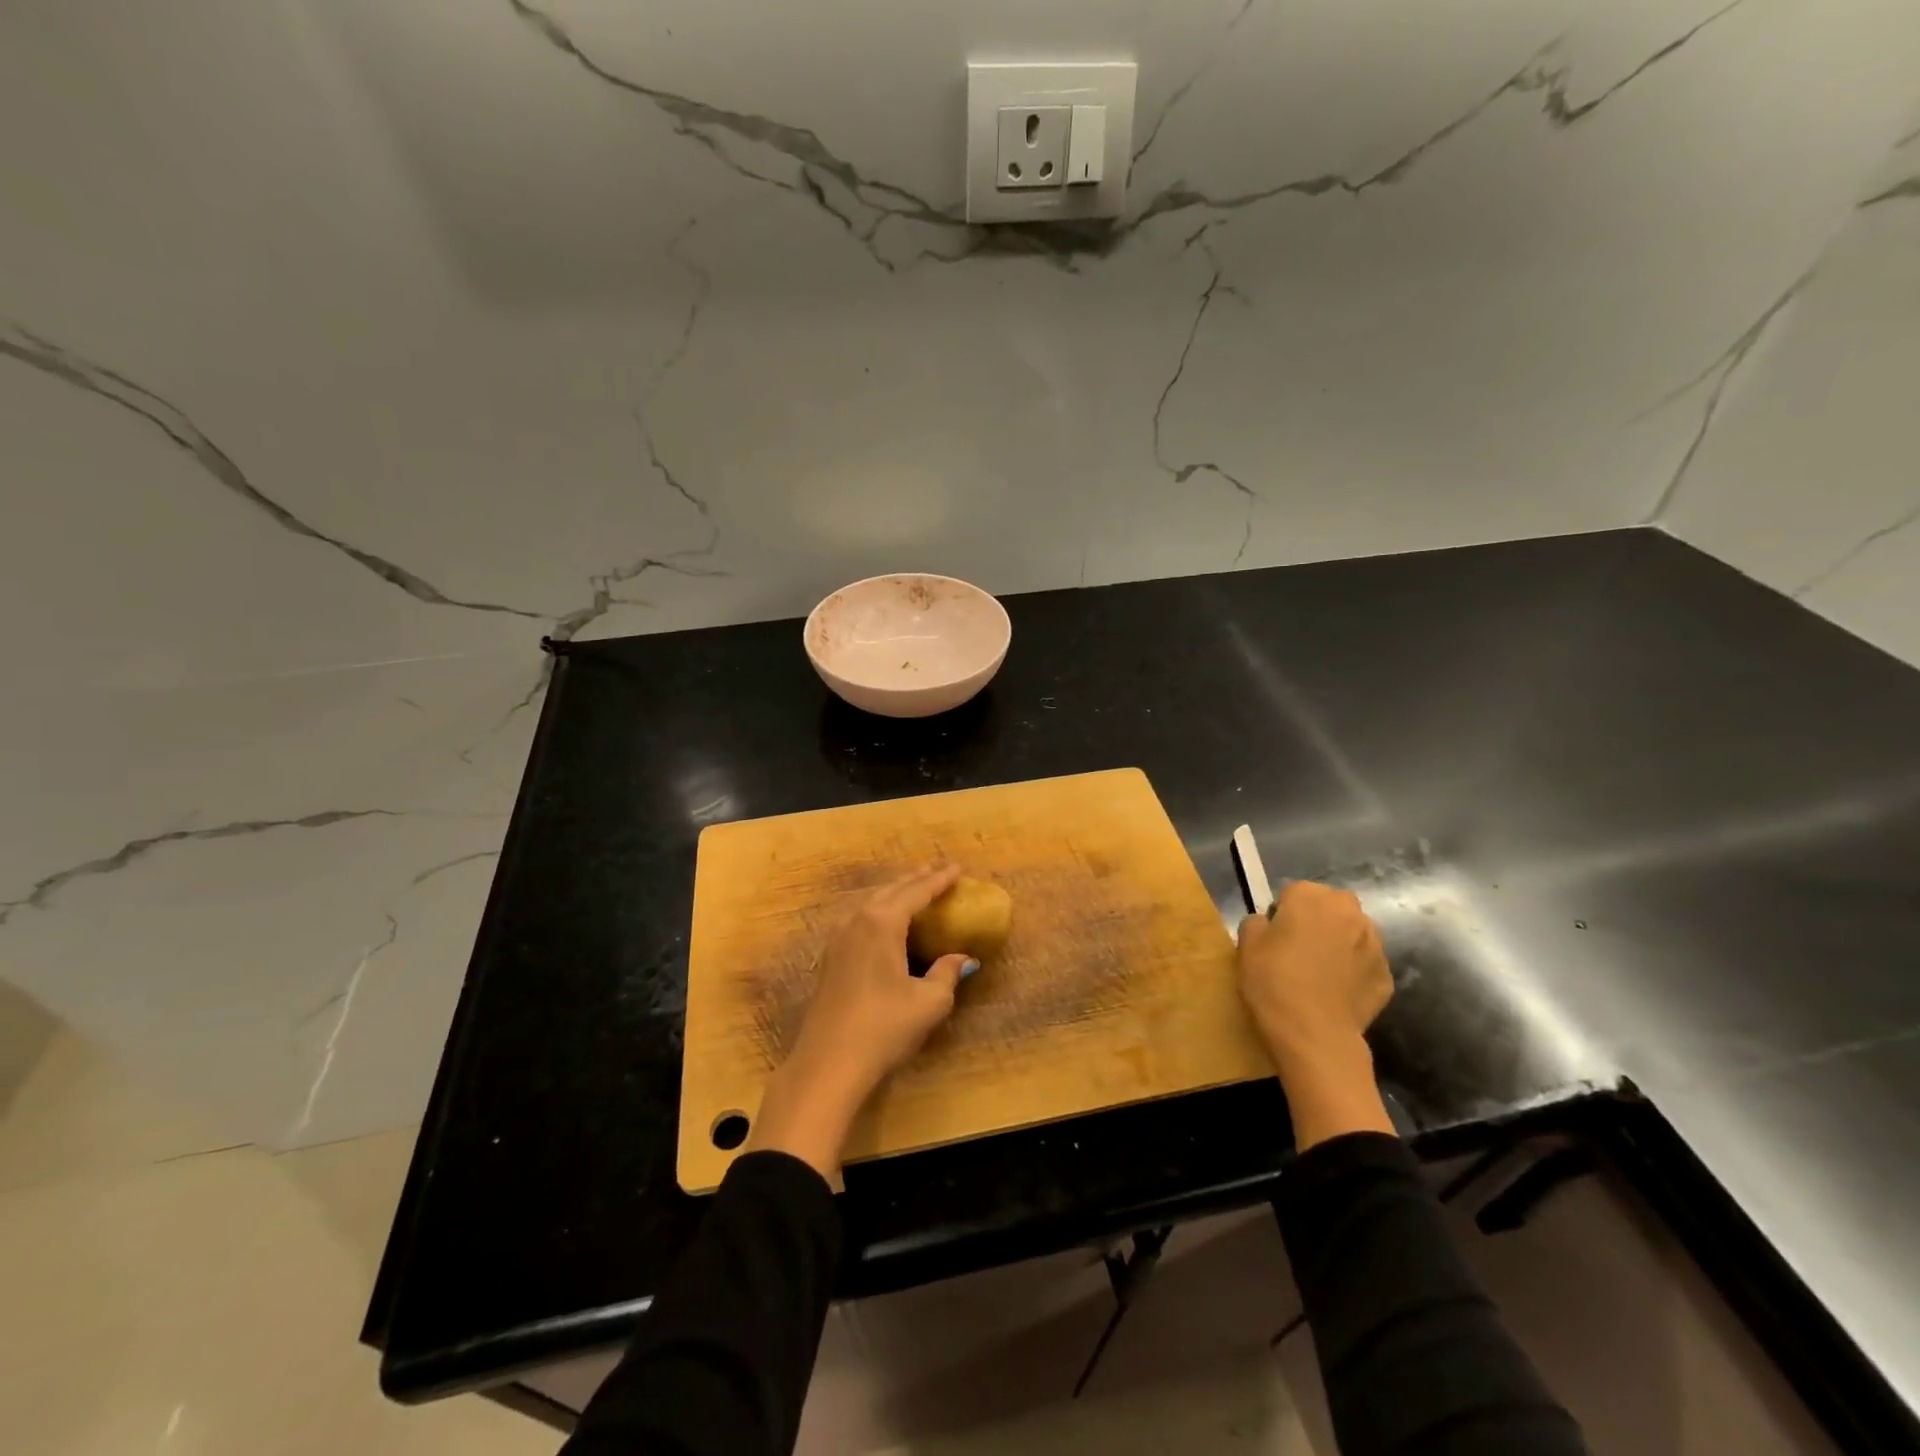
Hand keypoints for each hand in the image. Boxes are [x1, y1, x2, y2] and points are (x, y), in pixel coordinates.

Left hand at [745, 864, 976, 1178]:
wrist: (828, 1064)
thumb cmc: (884, 1028)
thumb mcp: (928, 1003)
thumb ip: (947, 973)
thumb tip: (962, 958)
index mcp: (882, 923)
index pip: (917, 892)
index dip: (940, 880)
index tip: (957, 867)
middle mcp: (857, 920)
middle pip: (891, 890)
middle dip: (916, 879)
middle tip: (937, 870)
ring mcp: (839, 938)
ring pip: (872, 902)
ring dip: (895, 892)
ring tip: (914, 888)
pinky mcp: (830, 957)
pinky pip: (860, 918)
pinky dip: (880, 909)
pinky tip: (885, 919)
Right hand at [1237, 880, 1395, 1149]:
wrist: (1314, 1036)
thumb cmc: (1274, 982)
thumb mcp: (1246, 945)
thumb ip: (1258, 923)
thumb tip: (1270, 925)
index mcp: (1312, 897)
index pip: (1294, 892)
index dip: (1283, 913)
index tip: (1275, 937)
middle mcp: (1349, 912)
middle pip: (1330, 907)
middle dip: (1318, 921)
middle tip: (1297, 951)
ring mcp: (1374, 944)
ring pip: (1352, 933)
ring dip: (1339, 943)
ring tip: (1319, 974)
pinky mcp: (1386, 976)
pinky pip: (1364, 964)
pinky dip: (1353, 972)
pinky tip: (1336, 993)